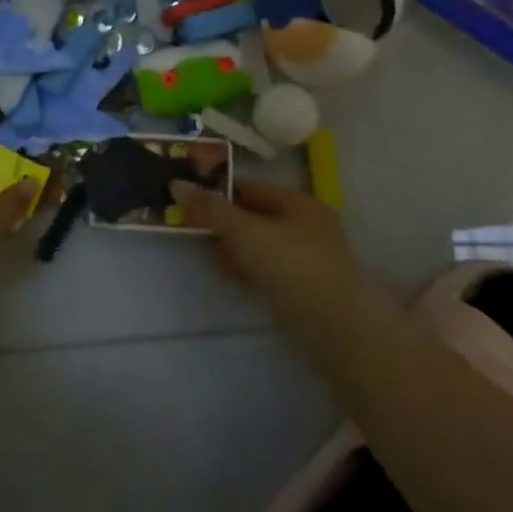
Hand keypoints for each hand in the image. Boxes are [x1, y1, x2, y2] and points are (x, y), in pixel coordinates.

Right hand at [169, 177, 363, 310]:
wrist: (335, 327)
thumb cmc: (290, 265)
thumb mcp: (244, 230)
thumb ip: (210, 209)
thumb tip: (177, 185)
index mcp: (298, 202)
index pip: (250, 186)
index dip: (218, 190)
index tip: (187, 198)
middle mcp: (306, 224)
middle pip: (254, 214)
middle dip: (222, 220)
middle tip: (190, 226)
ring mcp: (306, 257)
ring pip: (259, 243)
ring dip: (231, 245)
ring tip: (204, 250)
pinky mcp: (302, 287)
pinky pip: (266, 267)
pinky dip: (245, 266)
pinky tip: (226, 272)